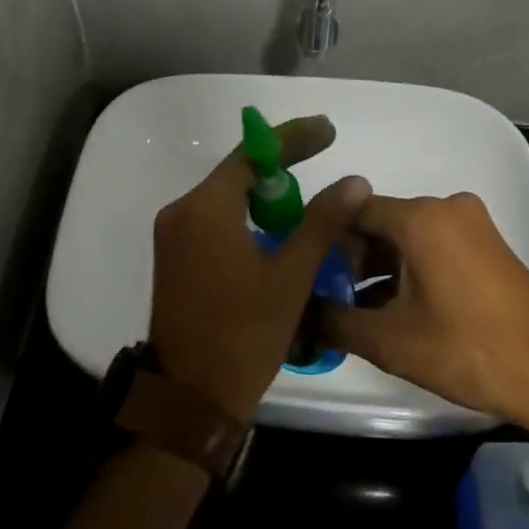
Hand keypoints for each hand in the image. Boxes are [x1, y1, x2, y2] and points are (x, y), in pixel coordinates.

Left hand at [148, 115, 371, 421]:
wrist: (190, 398)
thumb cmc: (244, 334)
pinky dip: (246, 215)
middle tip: (322, 154)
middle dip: (280, 164)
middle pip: (236, 172)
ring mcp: (173, 235)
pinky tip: (275, 228)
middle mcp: (182, 211)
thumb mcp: (291, 276)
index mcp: (205, 208)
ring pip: (226, 197)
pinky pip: (215, 219)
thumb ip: (322, 222)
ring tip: (306, 197)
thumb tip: (355, 181)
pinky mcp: (175, 256)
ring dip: (264, 193)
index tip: (328, 130)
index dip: (292, 138)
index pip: (252, 155)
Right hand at [319, 192, 528, 425]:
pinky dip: (413, 268)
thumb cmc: (466, 350)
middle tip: (337, 299)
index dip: (326, 240)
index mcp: (420, 217)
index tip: (311, 272)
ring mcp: (474, 224)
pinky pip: (436, 244)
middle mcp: (447, 207)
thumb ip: (333, 321)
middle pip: (382, 222)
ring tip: (365, 310)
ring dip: (383, 267)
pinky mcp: (490, 245)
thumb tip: (295, 315)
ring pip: (409, 235)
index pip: (353, 210)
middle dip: (355, 259)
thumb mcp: (389, 340)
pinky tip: (402, 309)